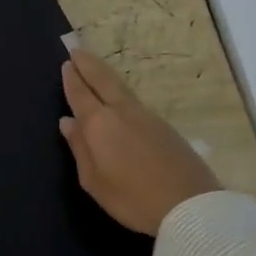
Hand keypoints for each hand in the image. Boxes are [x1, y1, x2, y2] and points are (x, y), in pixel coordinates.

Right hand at [60, 48, 221, 235]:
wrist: (189, 206)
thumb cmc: (132, 198)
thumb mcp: (94, 181)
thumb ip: (79, 148)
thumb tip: (67, 122)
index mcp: (100, 124)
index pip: (81, 94)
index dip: (72, 78)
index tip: (66, 63)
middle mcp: (122, 112)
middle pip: (103, 80)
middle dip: (88, 64)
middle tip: (77, 50)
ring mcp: (147, 116)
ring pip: (121, 87)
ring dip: (105, 74)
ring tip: (95, 68)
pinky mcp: (164, 126)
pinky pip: (134, 100)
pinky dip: (120, 91)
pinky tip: (118, 97)